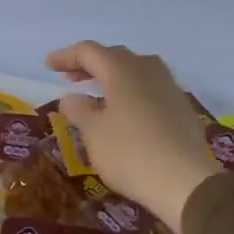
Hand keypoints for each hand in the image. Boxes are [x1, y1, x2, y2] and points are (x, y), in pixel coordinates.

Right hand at [45, 42, 221, 233]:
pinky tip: (125, 112)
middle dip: (89, 65)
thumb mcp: (93, 133)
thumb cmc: (130, 153)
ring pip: (136, 70)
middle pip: (114, 56)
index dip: (66, 56)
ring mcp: (169, 88)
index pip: (89, 51)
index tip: (48, 66)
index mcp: (122, 70)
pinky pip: (150, 88)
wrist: (185, 181)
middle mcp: (147, 70)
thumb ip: (78, 109)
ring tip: (98, 93)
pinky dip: (131, 92)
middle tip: (70, 78)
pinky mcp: (181, 108)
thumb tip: (72, 97)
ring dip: (113, 76)